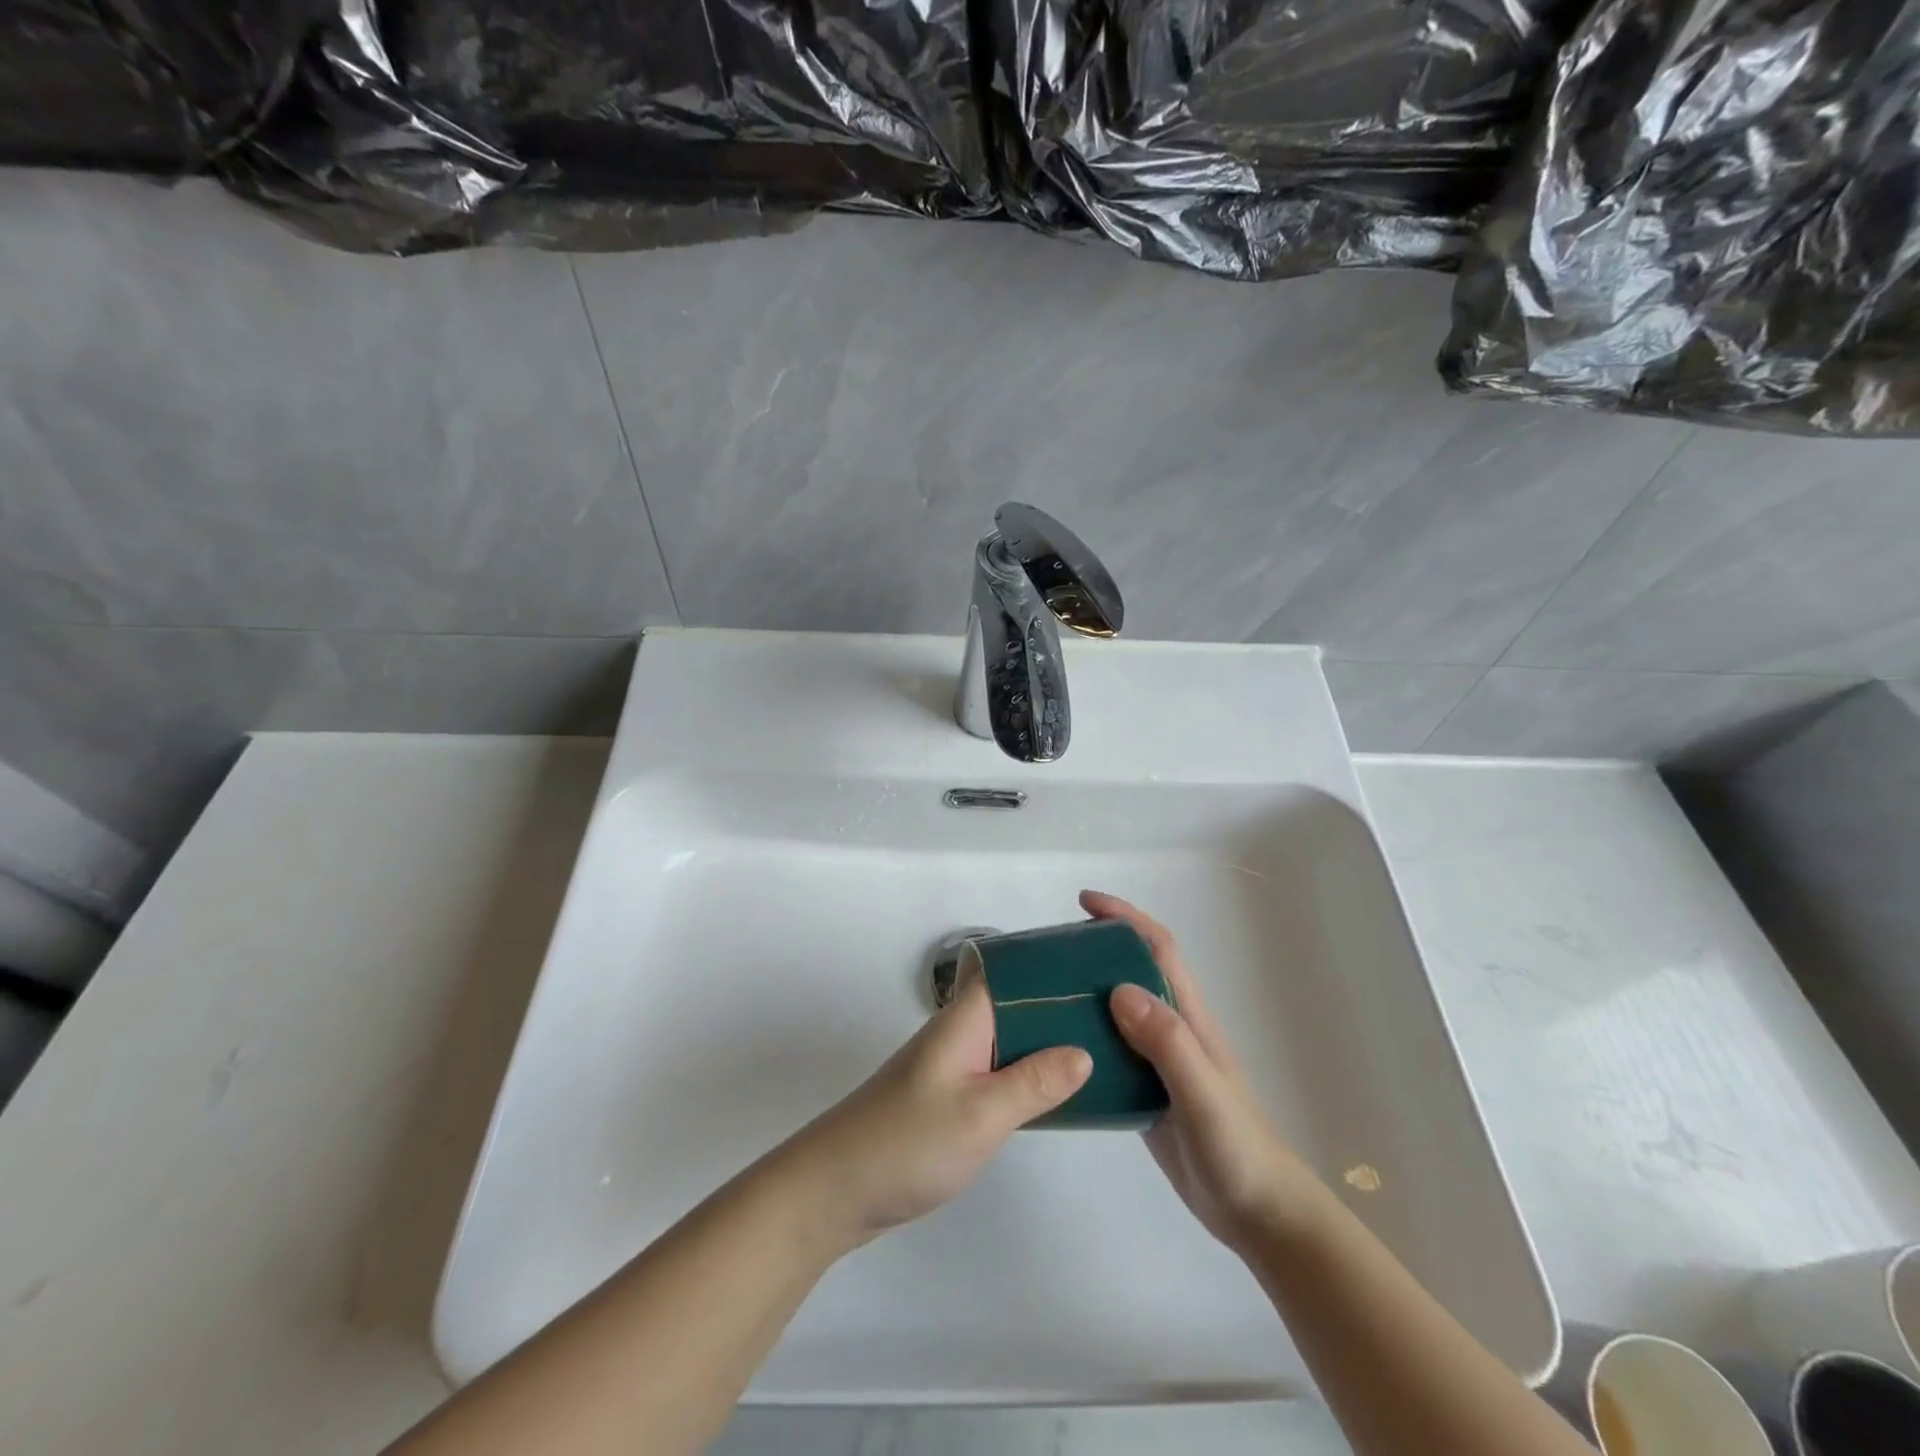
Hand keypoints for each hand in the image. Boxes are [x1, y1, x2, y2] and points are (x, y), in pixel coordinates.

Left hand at [783, 972, 1091, 1248]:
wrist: (837, 1189)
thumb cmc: (908, 1142)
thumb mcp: (980, 1114)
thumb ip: (1034, 1082)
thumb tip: (1084, 1051)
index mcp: (966, 1018)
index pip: (1011, 967)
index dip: (1051, 960)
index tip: (1099, 964)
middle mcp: (962, 1031)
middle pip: (1018, 1002)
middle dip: (1061, 1004)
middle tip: (1119, 1014)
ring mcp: (956, 1064)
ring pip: (1012, 1038)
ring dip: (1049, 1041)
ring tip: (1105, 1046)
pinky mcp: (953, 1095)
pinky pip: (1001, 1071)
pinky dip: (1031, 1074)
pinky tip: (1062, 1090)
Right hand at [1083, 890, 1324, 1254]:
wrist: (1259, 1215)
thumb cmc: (1237, 1148)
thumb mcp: (1202, 1092)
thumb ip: (1167, 1042)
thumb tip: (1118, 989)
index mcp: (1189, 1017)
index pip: (1157, 949)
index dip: (1125, 918)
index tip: (1085, 902)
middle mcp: (1172, 1029)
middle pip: (1131, 971)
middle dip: (1096, 948)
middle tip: (1048, 951)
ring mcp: (1158, 1061)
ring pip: (1116, 1010)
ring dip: (1084, 992)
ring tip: (1040, 993)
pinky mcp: (1145, 1091)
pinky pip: (1109, 1051)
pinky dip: (1083, 1039)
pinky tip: (1054, 1050)